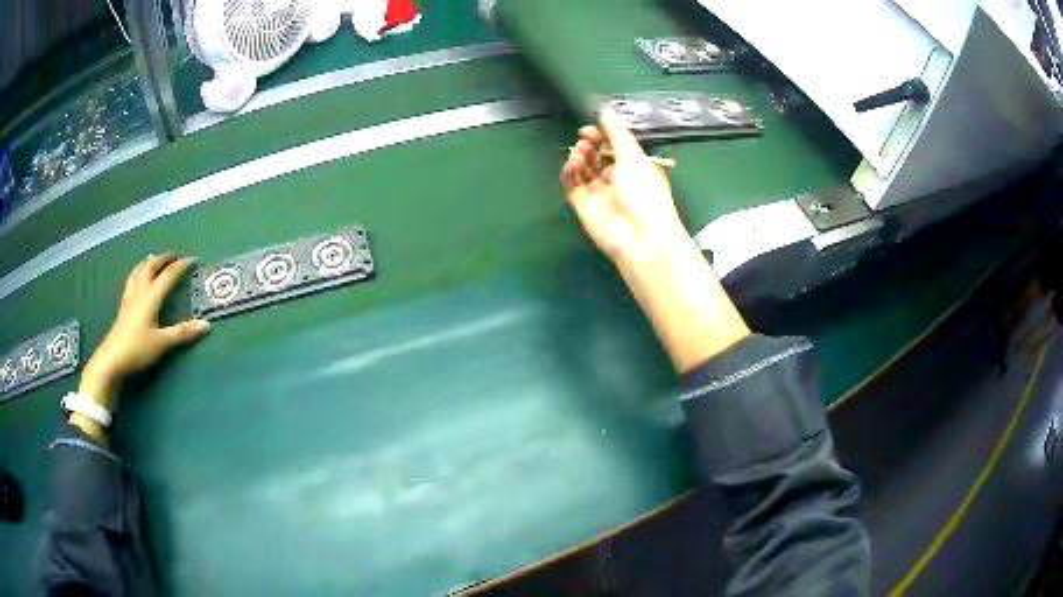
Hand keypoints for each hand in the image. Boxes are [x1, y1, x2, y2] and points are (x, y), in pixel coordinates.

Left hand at [79, 254, 210, 408]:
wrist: (112, 359)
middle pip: (151, 267)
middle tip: (174, 256)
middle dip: (164, 259)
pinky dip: (138, 272)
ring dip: (149, 262)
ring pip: (139, 271)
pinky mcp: (123, 306)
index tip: (193, 260)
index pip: (168, 275)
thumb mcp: (162, 343)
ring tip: (155, 260)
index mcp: (151, 296)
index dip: (181, 266)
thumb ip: (183, 333)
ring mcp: (129, 297)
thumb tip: (206, 325)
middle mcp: (140, 291)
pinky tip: (138, 278)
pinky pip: (132, 280)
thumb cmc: (137, 349)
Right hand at [560, 118, 749, 372]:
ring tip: (580, 152)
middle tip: (584, 137)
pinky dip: (569, 172)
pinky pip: (572, 185)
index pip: (615, 147)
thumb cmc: (645, 194)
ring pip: (583, 169)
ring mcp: (599, 194)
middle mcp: (617, 179)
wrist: (640, 238)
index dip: (603, 135)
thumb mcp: (634, 157)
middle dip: (590, 144)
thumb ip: (617, 133)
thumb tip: (605, 108)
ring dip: (580, 156)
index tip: (593, 127)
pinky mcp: (583, 206)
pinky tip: (572, 164)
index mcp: (636, 167)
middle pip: (597, 156)